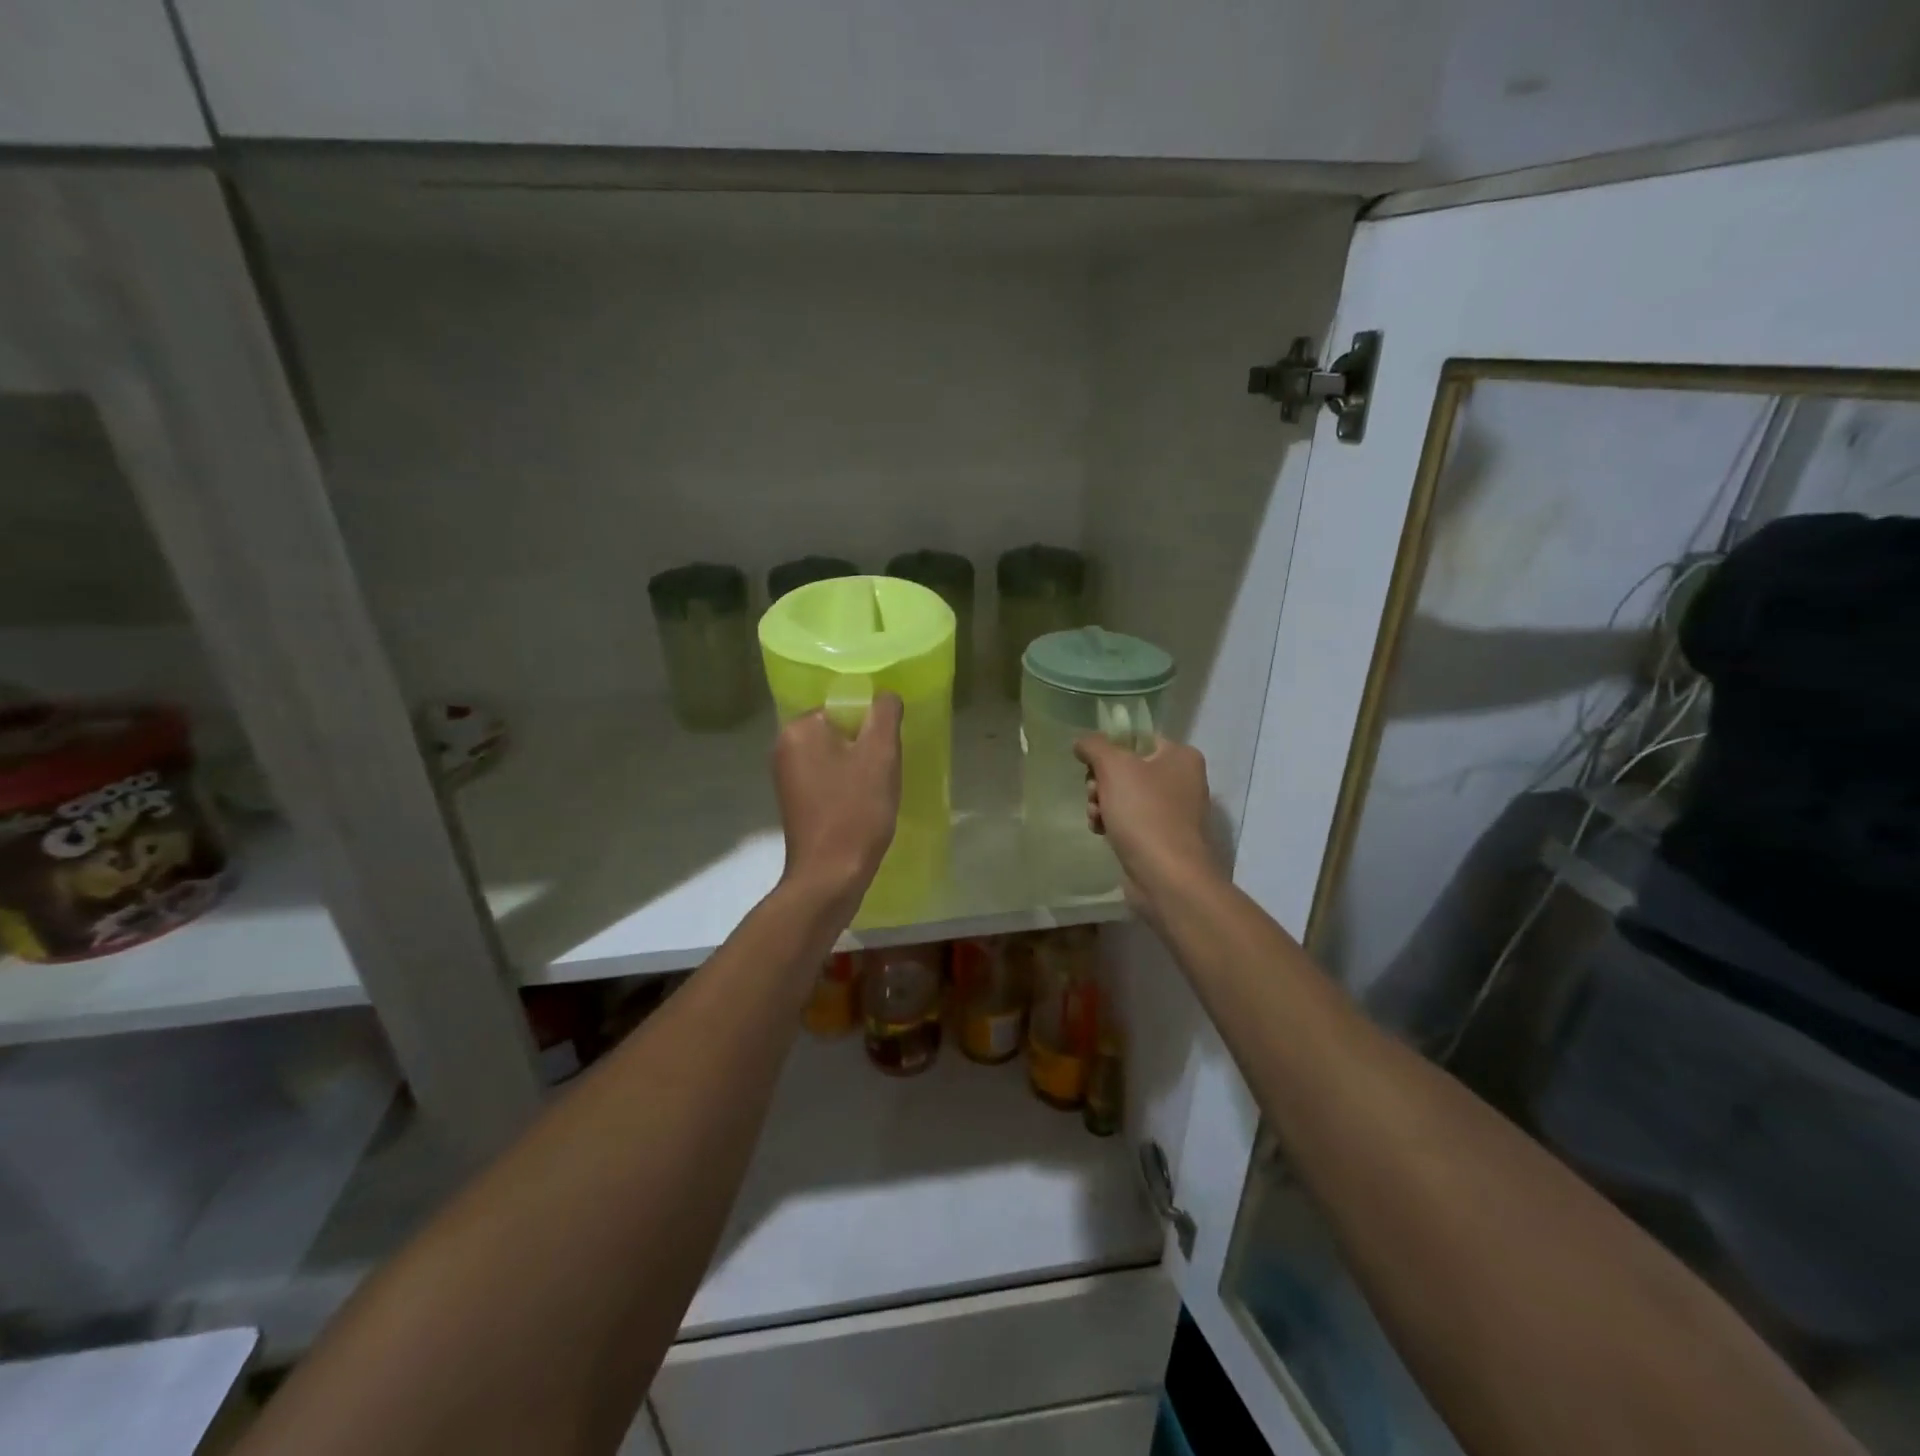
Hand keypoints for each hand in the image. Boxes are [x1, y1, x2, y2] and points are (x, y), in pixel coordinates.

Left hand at [773, 693, 902, 910]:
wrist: (830, 876)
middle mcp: (784, 747)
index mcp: (799, 729)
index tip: (888, 749)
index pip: (843, 706)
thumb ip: (884, 715)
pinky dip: (847, 786)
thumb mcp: (880, 755)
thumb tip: (885, 695)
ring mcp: (786, 777)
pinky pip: (827, 778)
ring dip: (859, 767)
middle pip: (839, 730)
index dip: (872, 724)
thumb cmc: (855, 811)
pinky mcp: (795, 801)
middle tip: (886, 770)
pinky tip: (863, 805)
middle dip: (866, 746)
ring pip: (835, 756)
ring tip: (877, 790)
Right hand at [1073, 733, 1216, 905]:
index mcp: (1180, 756)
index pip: (1137, 739)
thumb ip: (1094, 746)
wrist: (1167, 877)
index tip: (1091, 764)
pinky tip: (1101, 832)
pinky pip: (1130, 821)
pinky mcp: (1162, 838)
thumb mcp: (1114, 767)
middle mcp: (1182, 780)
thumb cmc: (1144, 813)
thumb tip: (1082, 742)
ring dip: (1102, 803)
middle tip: (1094, 794)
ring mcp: (1174, 812)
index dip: (1109, 749)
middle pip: (1127, 769)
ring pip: (1124, 796)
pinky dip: (1112, 823)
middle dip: (1101, 782)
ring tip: (1096, 817)